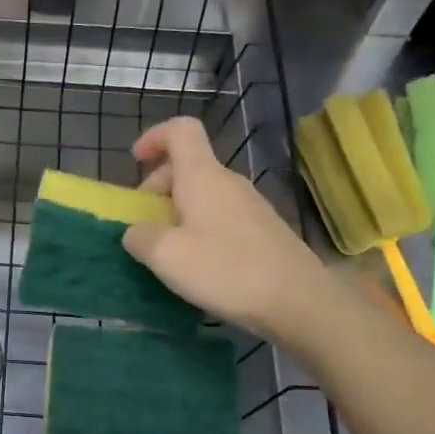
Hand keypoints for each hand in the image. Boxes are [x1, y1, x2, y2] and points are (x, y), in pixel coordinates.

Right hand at [121, 117, 334, 347]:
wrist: (299, 302)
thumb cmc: (227, 270)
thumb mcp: (166, 256)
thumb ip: (140, 237)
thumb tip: (135, 232)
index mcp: (203, 177)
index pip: (180, 130)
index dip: (154, 137)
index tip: (135, 161)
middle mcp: (229, 183)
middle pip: (188, 165)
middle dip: (157, 187)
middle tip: (143, 223)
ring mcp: (250, 206)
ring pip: (204, 194)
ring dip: (177, 212)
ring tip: (167, 250)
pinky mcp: (263, 231)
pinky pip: (220, 216)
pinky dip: (199, 228)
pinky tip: (198, 265)